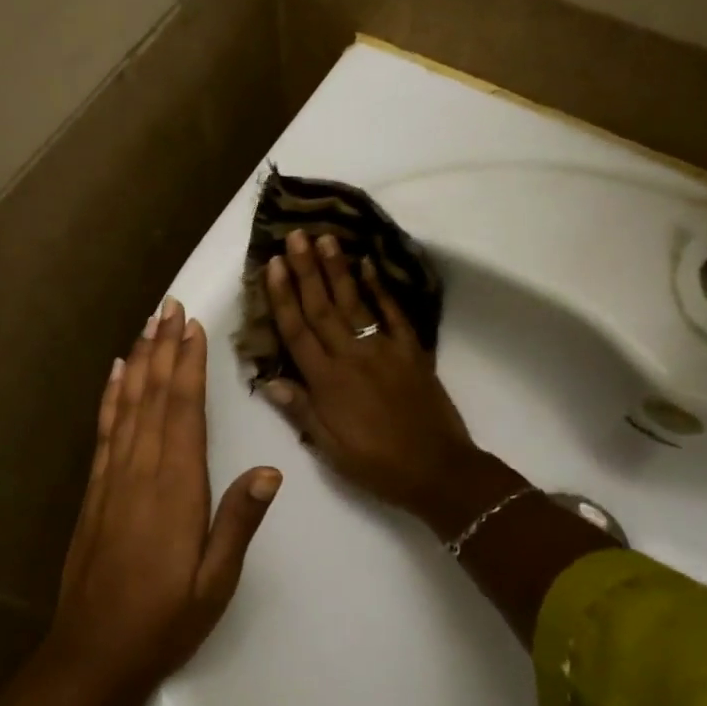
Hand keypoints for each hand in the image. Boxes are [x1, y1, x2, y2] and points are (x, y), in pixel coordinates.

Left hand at [47, 295, 281, 702]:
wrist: (93, 654)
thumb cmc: (165, 619)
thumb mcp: (216, 580)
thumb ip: (239, 521)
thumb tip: (270, 470)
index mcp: (176, 487)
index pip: (182, 410)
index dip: (187, 364)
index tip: (192, 326)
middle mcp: (141, 470)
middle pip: (153, 395)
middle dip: (163, 347)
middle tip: (170, 306)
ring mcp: (113, 477)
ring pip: (126, 404)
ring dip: (138, 361)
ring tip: (148, 324)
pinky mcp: (96, 489)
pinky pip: (104, 430)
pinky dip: (110, 396)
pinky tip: (114, 373)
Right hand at [262, 229, 503, 533]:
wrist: (438, 470)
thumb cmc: (376, 464)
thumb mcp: (330, 448)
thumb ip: (301, 410)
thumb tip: (269, 380)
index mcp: (326, 382)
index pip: (297, 331)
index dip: (283, 296)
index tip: (274, 263)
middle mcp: (351, 356)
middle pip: (322, 307)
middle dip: (306, 270)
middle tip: (297, 235)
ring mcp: (383, 349)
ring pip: (354, 302)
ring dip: (338, 269)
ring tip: (326, 238)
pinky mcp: (411, 350)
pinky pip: (393, 313)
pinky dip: (381, 288)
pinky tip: (369, 264)